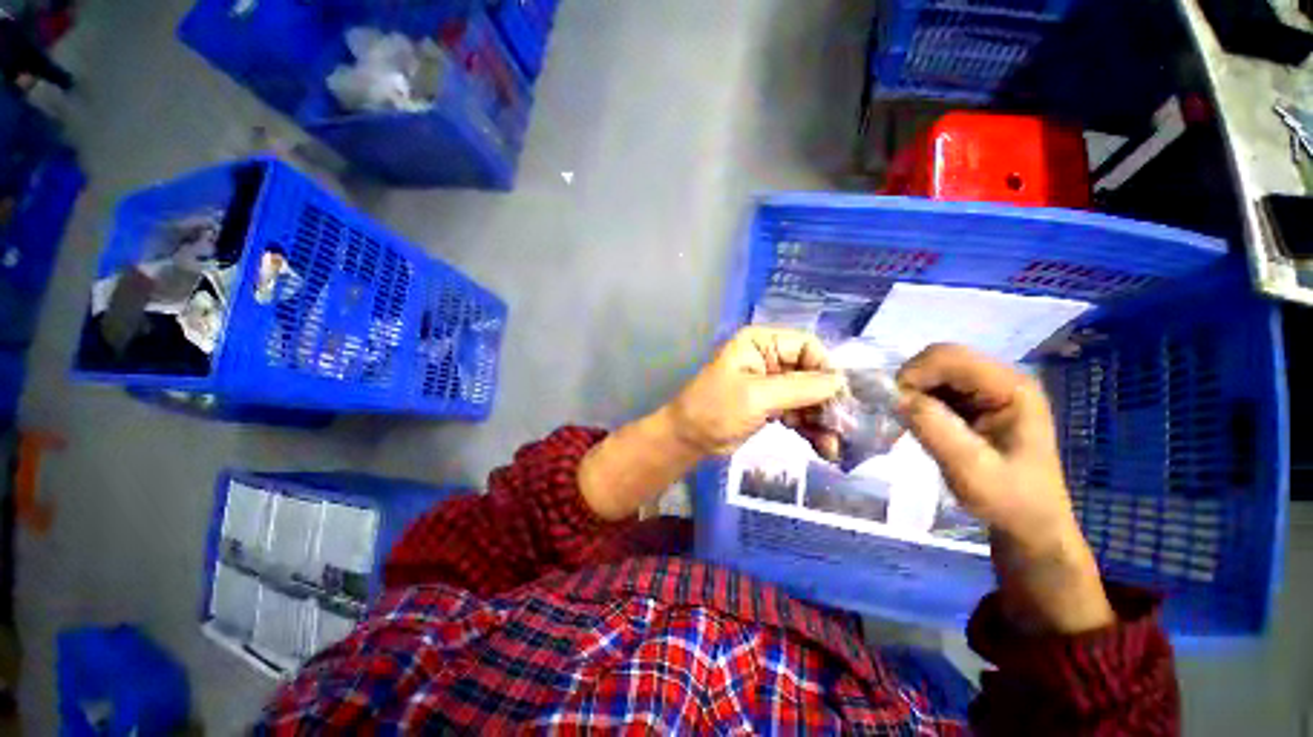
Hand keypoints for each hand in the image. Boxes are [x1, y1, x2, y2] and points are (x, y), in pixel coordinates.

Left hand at [579, 327, 843, 521]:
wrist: (689, 439)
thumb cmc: (715, 409)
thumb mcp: (756, 396)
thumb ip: (799, 387)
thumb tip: (840, 381)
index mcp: (760, 343)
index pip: (806, 346)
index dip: (825, 368)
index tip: (841, 397)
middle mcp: (769, 358)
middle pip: (811, 373)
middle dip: (827, 400)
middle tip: (844, 428)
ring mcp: (771, 383)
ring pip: (808, 395)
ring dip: (822, 419)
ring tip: (835, 445)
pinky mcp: (772, 405)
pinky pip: (799, 412)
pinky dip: (811, 427)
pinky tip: (824, 447)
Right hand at [897, 344, 1112, 633]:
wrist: (1030, 523)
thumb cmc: (1008, 499)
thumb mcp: (970, 469)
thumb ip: (933, 428)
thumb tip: (895, 396)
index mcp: (1012, 388)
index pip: (951, 357)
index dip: (914, 374)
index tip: (894, 404)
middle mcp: (1003, 379)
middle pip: (942, 357)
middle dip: (912, 380)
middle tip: (900, 412)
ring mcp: (990, 388)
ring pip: (936, 369)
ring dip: (914, 390)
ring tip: (909, 420)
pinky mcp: (977, 400)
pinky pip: (937, 385)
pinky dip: (919, 398)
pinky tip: (920, 420)